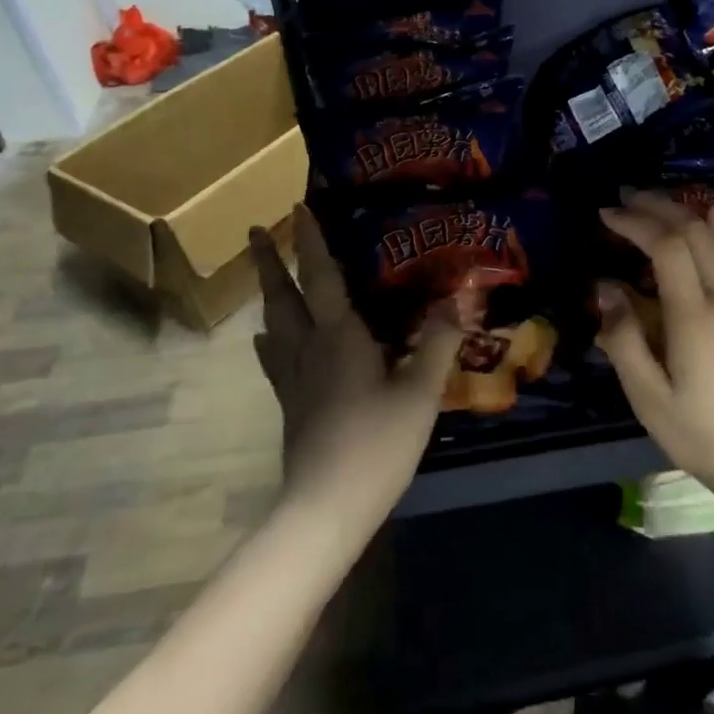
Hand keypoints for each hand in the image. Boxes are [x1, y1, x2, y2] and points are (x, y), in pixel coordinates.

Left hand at [249, 206, 462, 524]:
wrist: (328, 506)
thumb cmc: (377, 443)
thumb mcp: (420, 391)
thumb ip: (438, 342)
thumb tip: (457, 297)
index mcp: (338, 337)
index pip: (320, 277)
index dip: (311, 241)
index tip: (299, 207)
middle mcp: (308, 349)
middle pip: (282, 296)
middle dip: (270, 261)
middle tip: (257, 231)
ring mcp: (293, 379)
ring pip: (273, 324)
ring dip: (267, 293)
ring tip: (264, 275)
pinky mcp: (290, 404)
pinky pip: (274, 359)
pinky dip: (269, 340)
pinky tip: (266, 340)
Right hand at [597, 193, 713, 496]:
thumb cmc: (701, 433)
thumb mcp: (649, 397)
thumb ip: (623, 339)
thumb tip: (606, 288)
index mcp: (694, 317)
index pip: (667, 247)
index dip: (636, 223)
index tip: (606, 214)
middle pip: (694, 232)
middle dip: (658, 207)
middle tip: (623, 197)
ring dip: (683, 212)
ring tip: (652, 201)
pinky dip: (710, 230)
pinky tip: (707, 216)